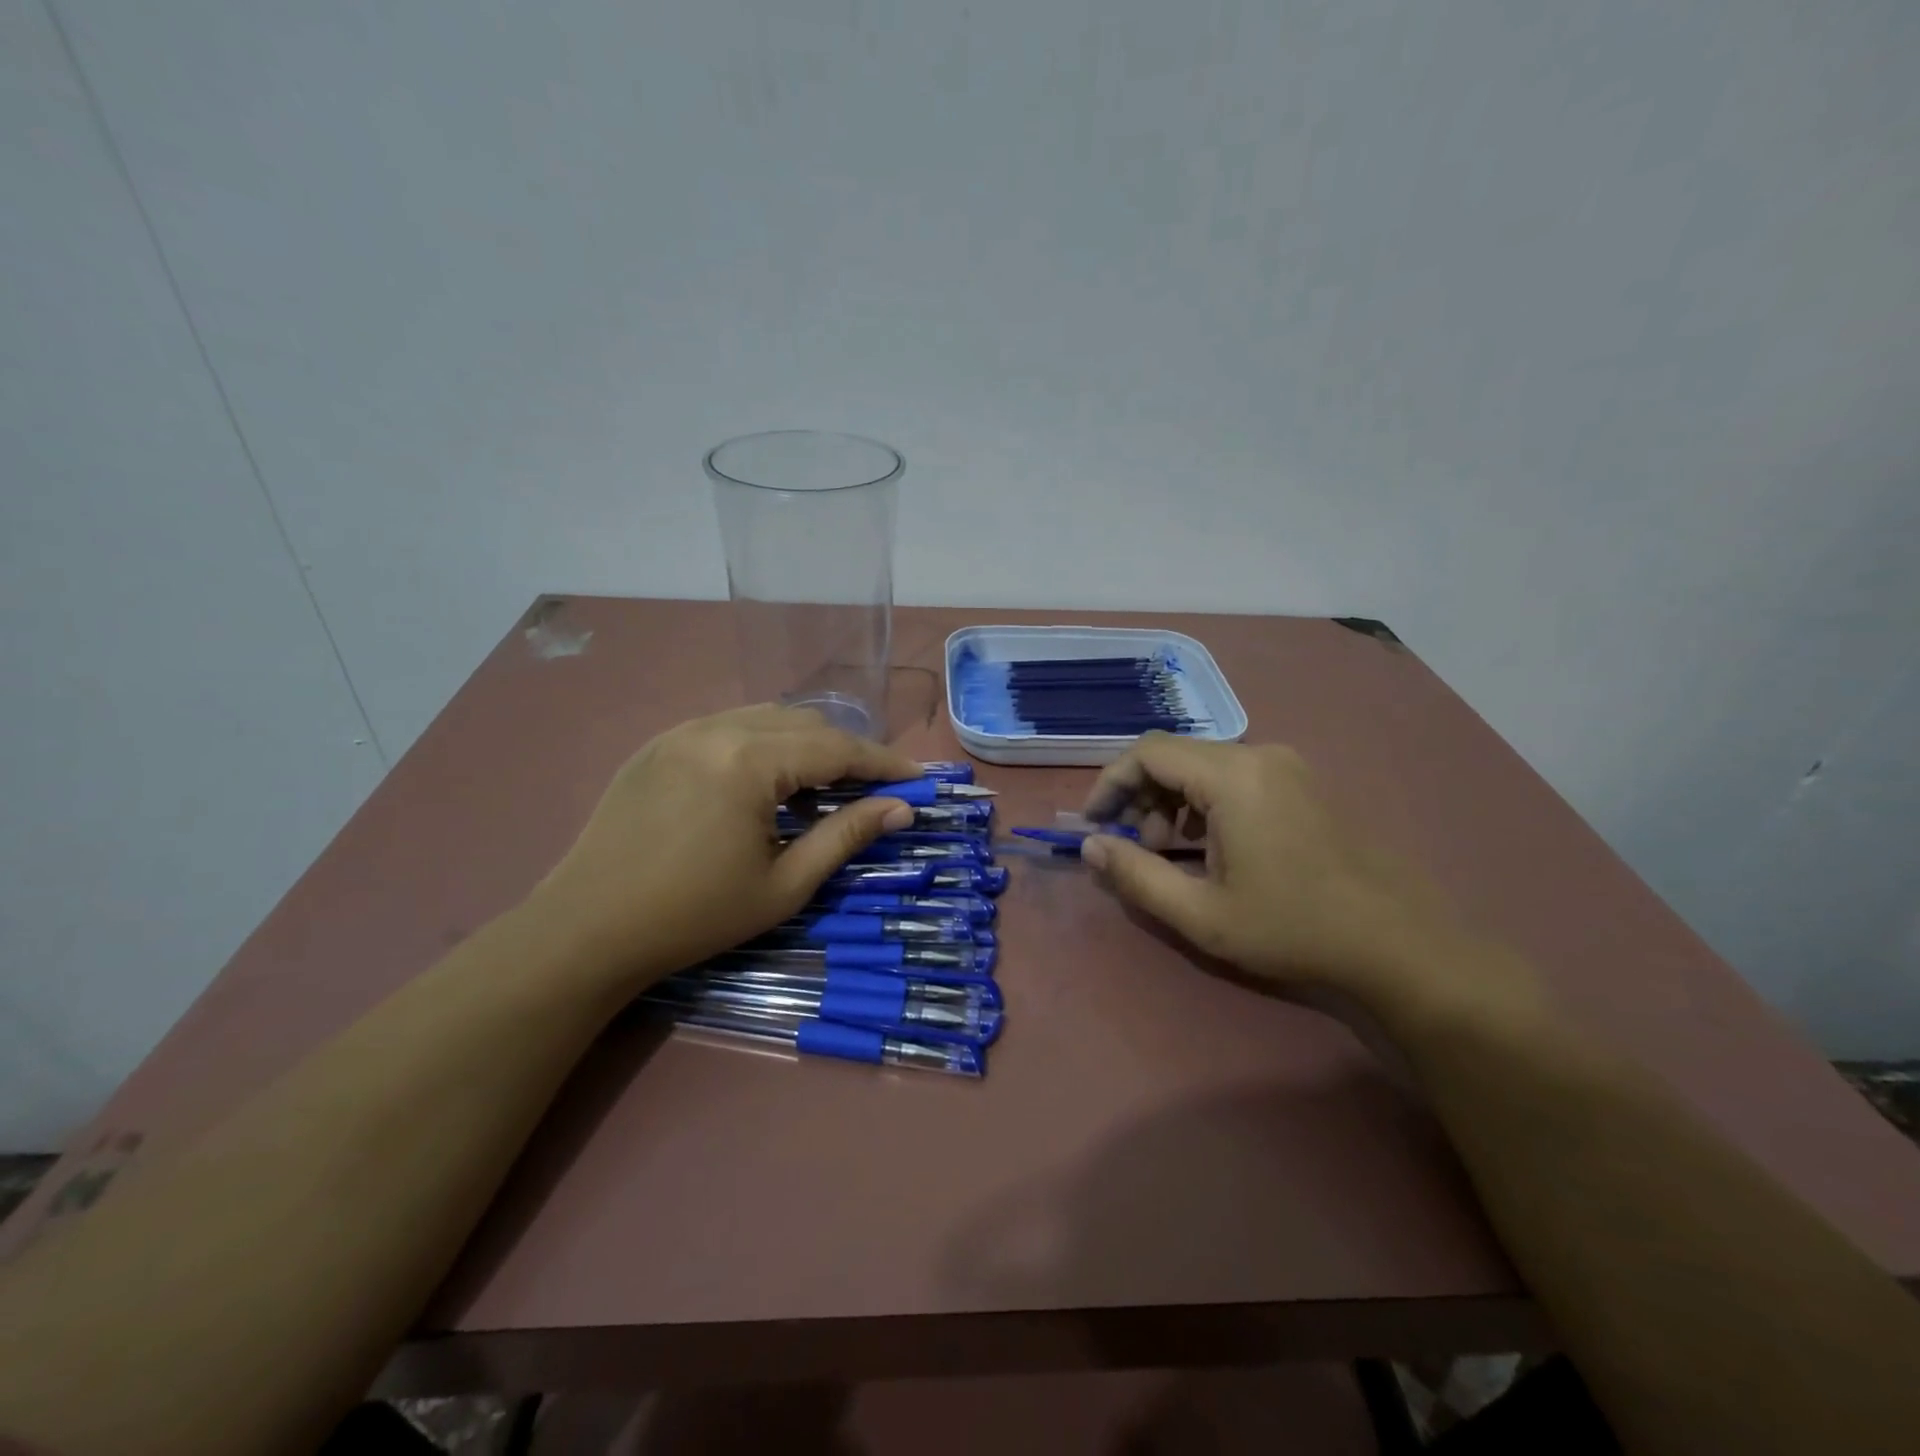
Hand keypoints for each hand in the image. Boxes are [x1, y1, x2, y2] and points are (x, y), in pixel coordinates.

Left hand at [531, 706, 922, 988]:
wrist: (587, 929)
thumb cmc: (694, 915)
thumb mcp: (784, 884)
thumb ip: (846, 836)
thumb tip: (901, 808)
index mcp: (750, 761)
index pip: (837, 747)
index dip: (883, 763)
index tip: (916, 779)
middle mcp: (717, 728)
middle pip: (806, 723)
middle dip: (846, 751)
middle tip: (872, 789)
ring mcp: (682, 730)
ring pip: (767, 717)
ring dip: (806, 744)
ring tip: (821, 786)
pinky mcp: (659, 743)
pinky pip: (729, 726)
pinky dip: (763, 744)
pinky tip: (764, 782)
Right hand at [1080, 736, 1525, 1022]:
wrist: (1400, 945)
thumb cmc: (1294, 929)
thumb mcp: (1202, 914)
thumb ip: (1135, 876)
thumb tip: (1090, 846)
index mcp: (1234, 776)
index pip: (1148, 752)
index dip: (1110, 782)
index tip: (1094, 823)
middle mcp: (1261, 755)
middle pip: (1176, 755)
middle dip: (1141, 795)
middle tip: (1136, 845)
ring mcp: (1288, 766)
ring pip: (1205, 765)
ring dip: (1173, 800)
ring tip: (1171, 851)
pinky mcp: (1304, 783)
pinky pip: (1236, 776)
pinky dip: (1206, 802)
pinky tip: (1212, 847)